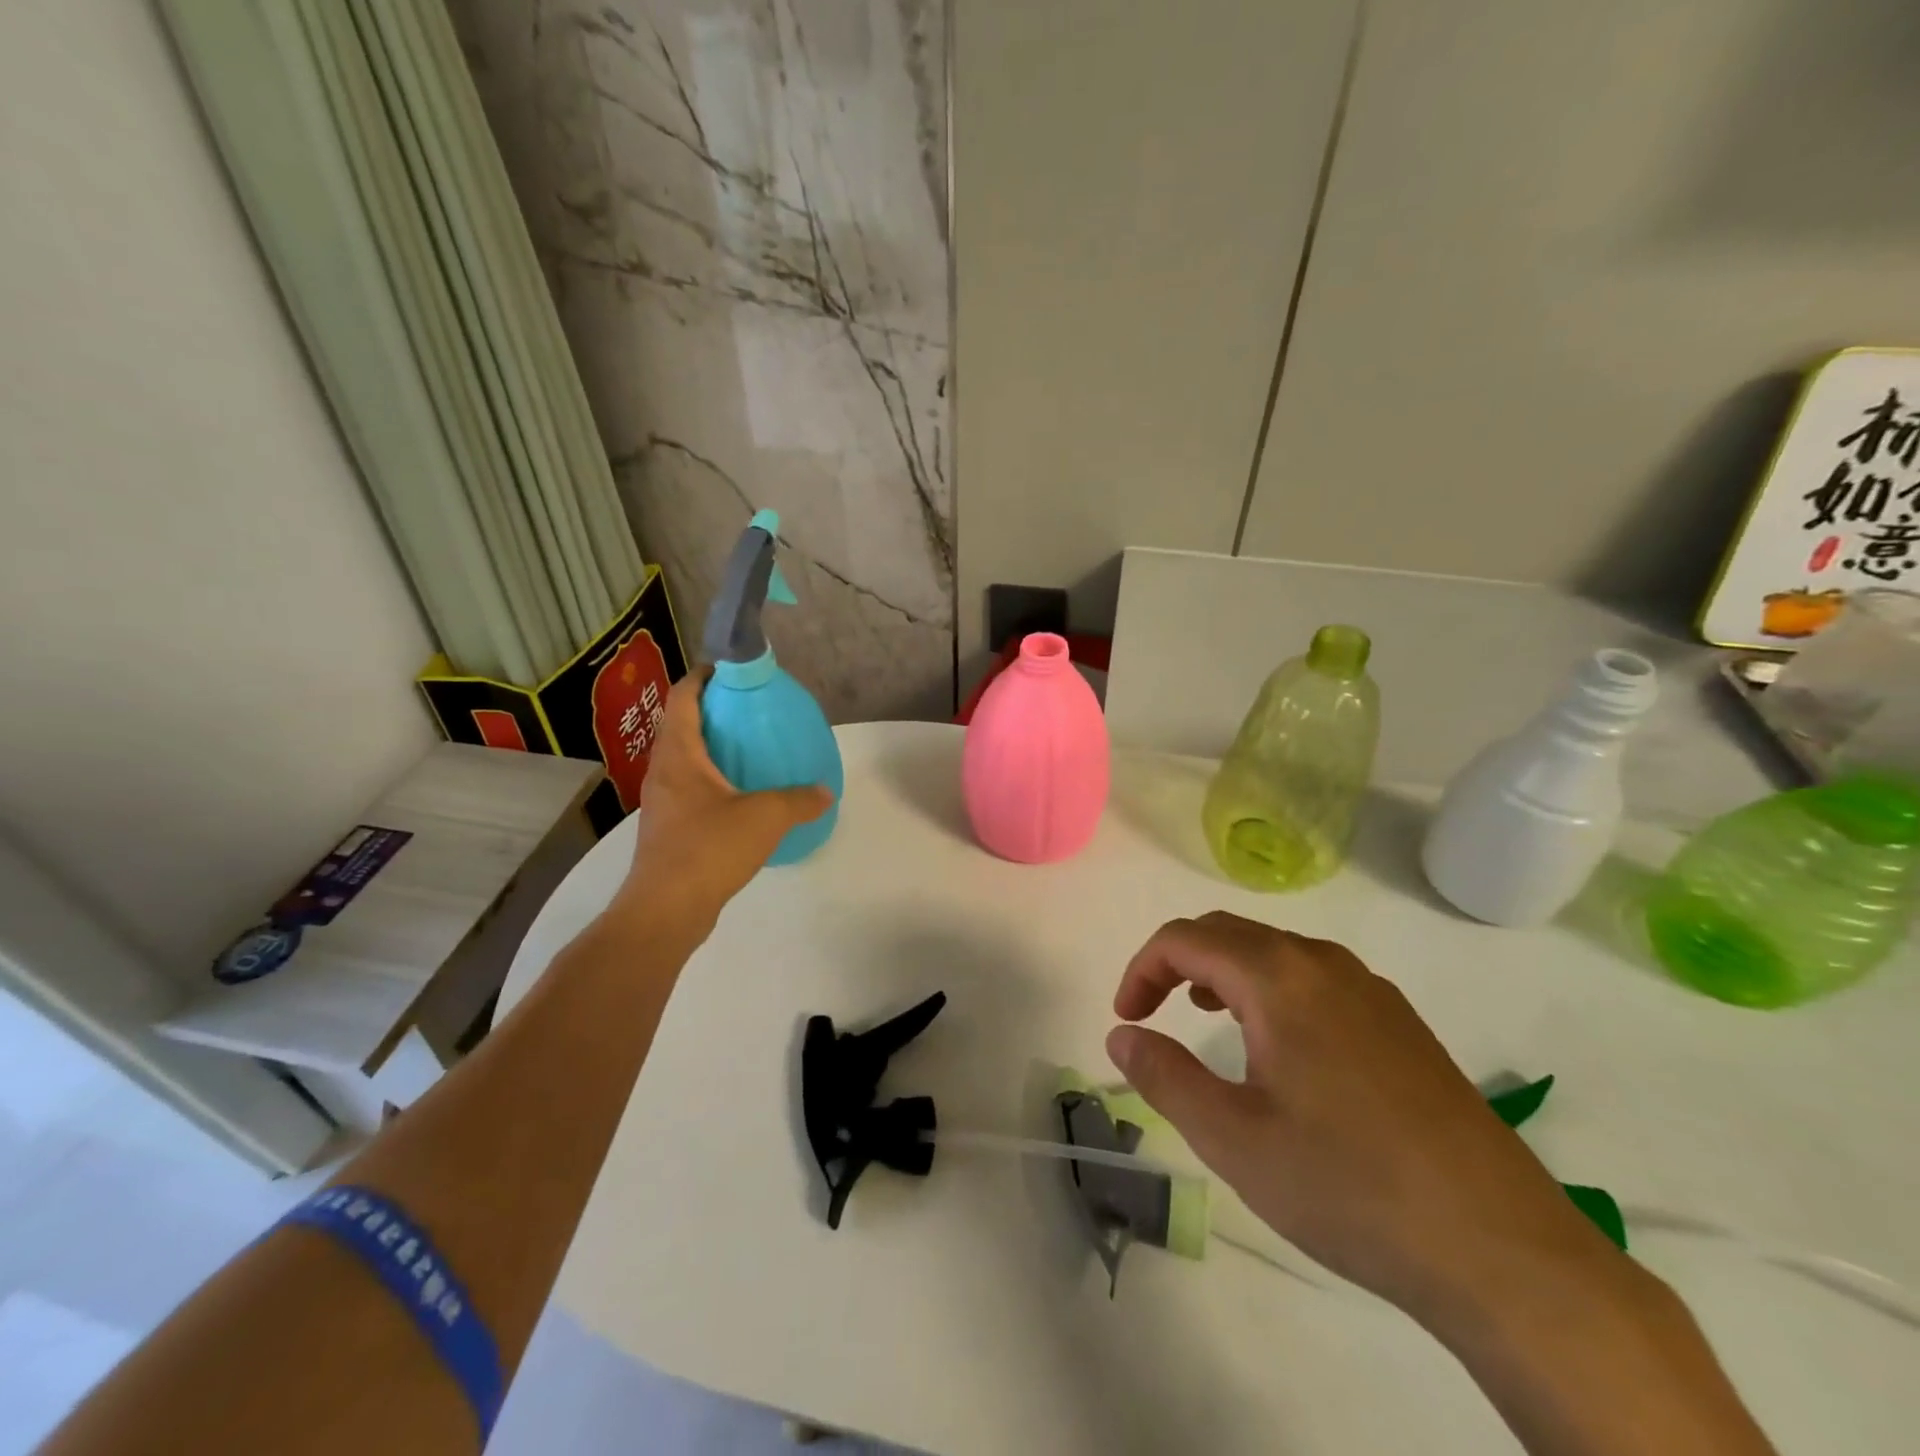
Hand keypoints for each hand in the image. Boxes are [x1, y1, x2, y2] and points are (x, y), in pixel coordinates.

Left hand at [619, 670, 830, 937]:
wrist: (666, 909)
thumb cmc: (709, 849)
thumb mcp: (766, 817)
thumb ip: (799, 800)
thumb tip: (825, 791)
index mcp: (679, 754)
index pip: (684, 697)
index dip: (704, 677)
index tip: (731, 671)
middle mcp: (663, 771)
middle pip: (681, 725)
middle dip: (712, 712)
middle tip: (750, 711)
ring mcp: (661, 801)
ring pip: (683, 760)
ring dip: (710, 748)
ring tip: (748, 750)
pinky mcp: (667, 828)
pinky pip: (689, 789)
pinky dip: (711, 780)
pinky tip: (740, 797)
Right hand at [1107, 912, 1621, 1323]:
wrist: (1502, 1252)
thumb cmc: (1348, 1187)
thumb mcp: (1233, 1138)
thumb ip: (1165, 1076)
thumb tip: (1121, 1035)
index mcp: (1279, 977)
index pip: (1185, 939)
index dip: (1142, 969)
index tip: (1127, 1020)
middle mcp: (1324, 964)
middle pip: (1229, 932)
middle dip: (1178, 962)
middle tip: (1154, 1013)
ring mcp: (1371, 990)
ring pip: (1276, 952)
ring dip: (1226, 971)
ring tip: (1207, 1016)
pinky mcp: (1402, 1023)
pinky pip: (1316, 978)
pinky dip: (1272, 989)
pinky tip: (1281, 1047)